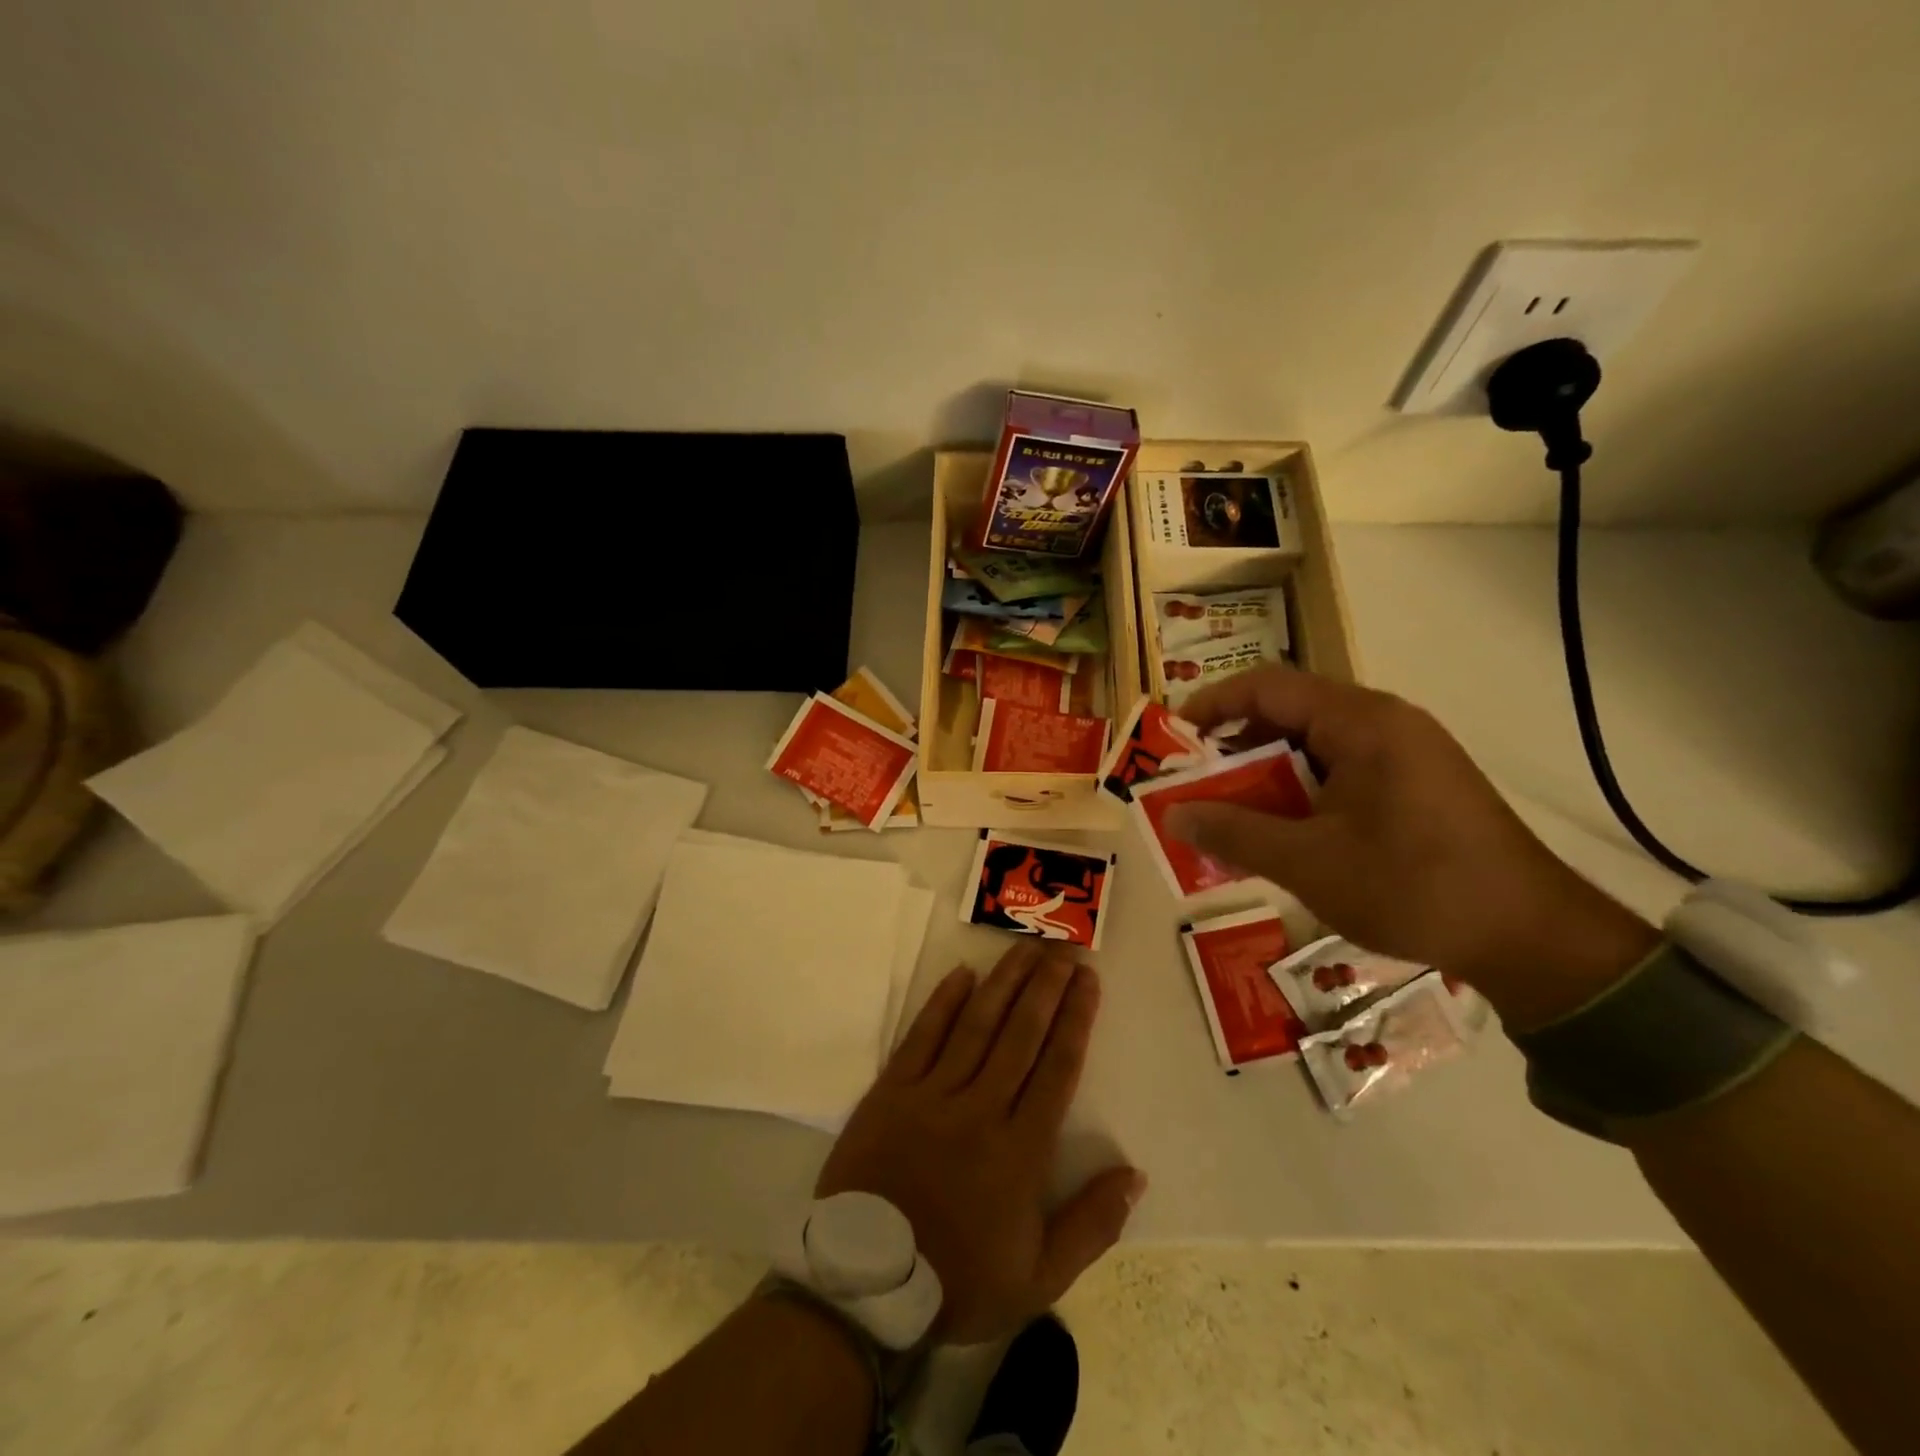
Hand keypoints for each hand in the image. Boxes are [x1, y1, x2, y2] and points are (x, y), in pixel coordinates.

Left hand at [816, 942, 1144, 1344]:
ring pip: (976, 1025)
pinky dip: (943, 1003)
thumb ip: (1092, 1225)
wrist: (866, 1286)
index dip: (1076, 1018)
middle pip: (1021, 1034)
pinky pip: (922, 1036)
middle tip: (1063, 948)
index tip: (1088, 980)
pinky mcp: (891, 1091)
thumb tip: (1136, 1175)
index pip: (1057, 1068)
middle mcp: (980, 1109)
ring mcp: (932, 1095)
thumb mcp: (1039, 1278)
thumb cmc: (957, 1279)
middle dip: (1046, 987)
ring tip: (1024, 948)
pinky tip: (962, 973)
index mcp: (1020, 1150)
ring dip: (1003, 983)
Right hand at [1168, 665, 1657, 1028]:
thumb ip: (1234, 834)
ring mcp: (1405, 753)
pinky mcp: (1416, 785)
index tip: (1172, 739)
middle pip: (1289, 713)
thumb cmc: (1414, 887)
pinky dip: (1300, 794)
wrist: (1534, 939)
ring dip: (1267, 776)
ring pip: (1314, 746)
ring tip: (1231, 815)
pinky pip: (1341, 771)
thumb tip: (1172, 816)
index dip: (1212, 705)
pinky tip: (1284, 834)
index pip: (1268, 686)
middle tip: (1195, 787)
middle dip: (1234, 749)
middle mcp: (1384, 722)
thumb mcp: (1309, 863)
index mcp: (1362, 722)